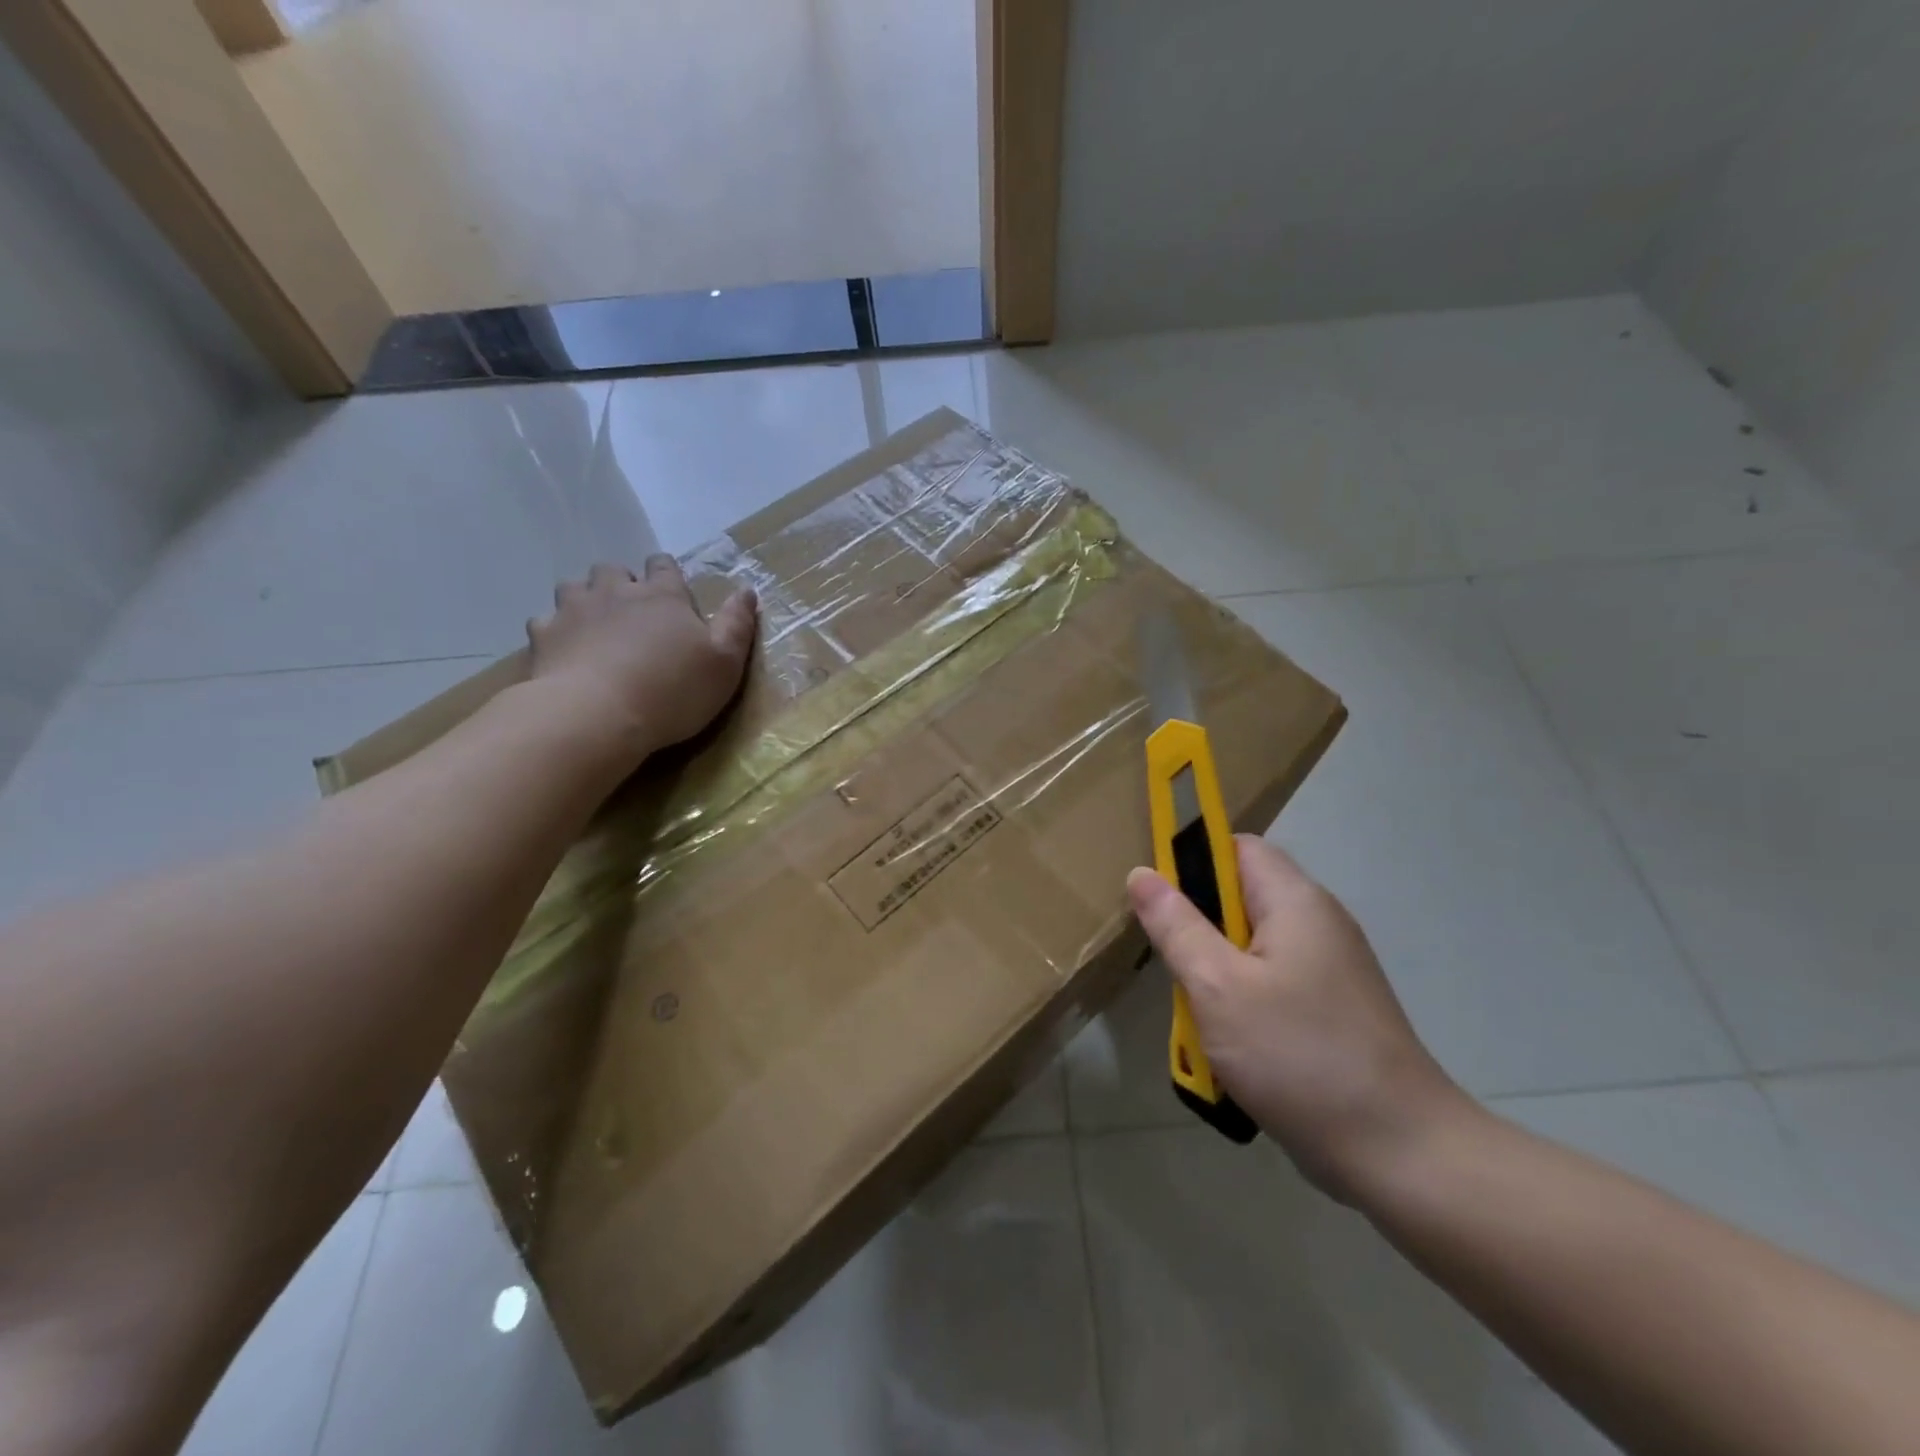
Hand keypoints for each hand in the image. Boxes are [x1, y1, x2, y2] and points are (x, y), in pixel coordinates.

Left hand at [527, 557, 756, 763]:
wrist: (598, 715)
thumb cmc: (673, 690)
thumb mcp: (725, 663)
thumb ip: (737, 624)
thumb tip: (747, 590)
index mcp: (664, 596)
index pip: (664, 566)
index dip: (667, 574)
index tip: (672, 592)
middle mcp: (617, 592)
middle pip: (614, 571)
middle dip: (622, 584)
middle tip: (632, 613)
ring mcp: (574, 610)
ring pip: (574, 588)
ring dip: (585, 600)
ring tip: (595, 627)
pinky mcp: (543, 636)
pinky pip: (545, 622)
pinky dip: (555, 632)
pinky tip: (565, 652)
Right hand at [1127, 836, 1470, 1199]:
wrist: (1402, 1154)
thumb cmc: (1298, 1055)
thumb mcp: (1217, 986)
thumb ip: (1176, 925)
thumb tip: (1142, 872)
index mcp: (1296, 901)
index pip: (1236, 847)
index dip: (1192, 861)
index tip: (1159, 902)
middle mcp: (1318, 923)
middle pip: (1242, 898)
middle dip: (1198, 928)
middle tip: (1176, 968)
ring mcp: (1330, 970)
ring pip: (1251, 947)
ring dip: (1216, 973)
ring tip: (1198, 1014)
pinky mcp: (1332, 1011)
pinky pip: (1271, 984)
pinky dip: (1242, 1003)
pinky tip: (1230, 1045)